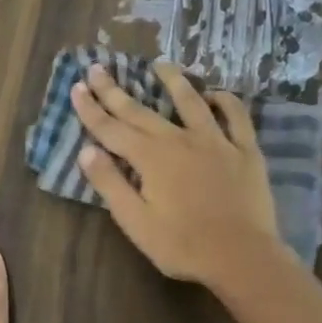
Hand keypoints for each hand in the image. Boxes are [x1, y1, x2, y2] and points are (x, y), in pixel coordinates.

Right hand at [69, 61, 282, 285]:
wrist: (242, 257)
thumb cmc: (182, 245)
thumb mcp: (135, 222)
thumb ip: (110, 184)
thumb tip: (86, 151)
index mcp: (150, 158)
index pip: (111, 129)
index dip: (91, 108)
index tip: (77, 87)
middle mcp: (179, 140)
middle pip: (141, 111)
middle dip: (116, 90)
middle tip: (99, 67)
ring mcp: (216, 142)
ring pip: (191, 102)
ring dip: (174, 81)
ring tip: (160, 65)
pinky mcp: (245, 151)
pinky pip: (236, 117)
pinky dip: (226, 101)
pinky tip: (216, 94)